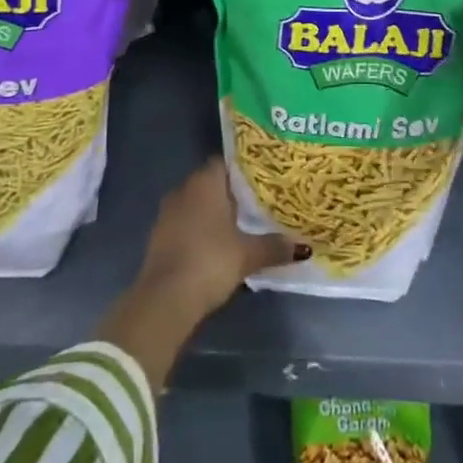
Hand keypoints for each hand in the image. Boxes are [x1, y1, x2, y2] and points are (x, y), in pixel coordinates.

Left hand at [136, 157, 305, 319]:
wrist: (165, 300)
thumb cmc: (210, 262)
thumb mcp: (248, 255)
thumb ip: (275, 246)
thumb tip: (304, 247)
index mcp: (204, 182)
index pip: (225, 162)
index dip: (244, 169)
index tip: (263, 179)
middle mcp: (184, 189)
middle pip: (212, 183)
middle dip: (232, 192)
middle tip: (258, 202)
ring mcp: (167, 213)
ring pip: (197, 204)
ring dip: (215, 213)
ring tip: (242, 224)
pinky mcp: (159, 237)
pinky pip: (186, 223)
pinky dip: (201, 229)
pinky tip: (218, 245)